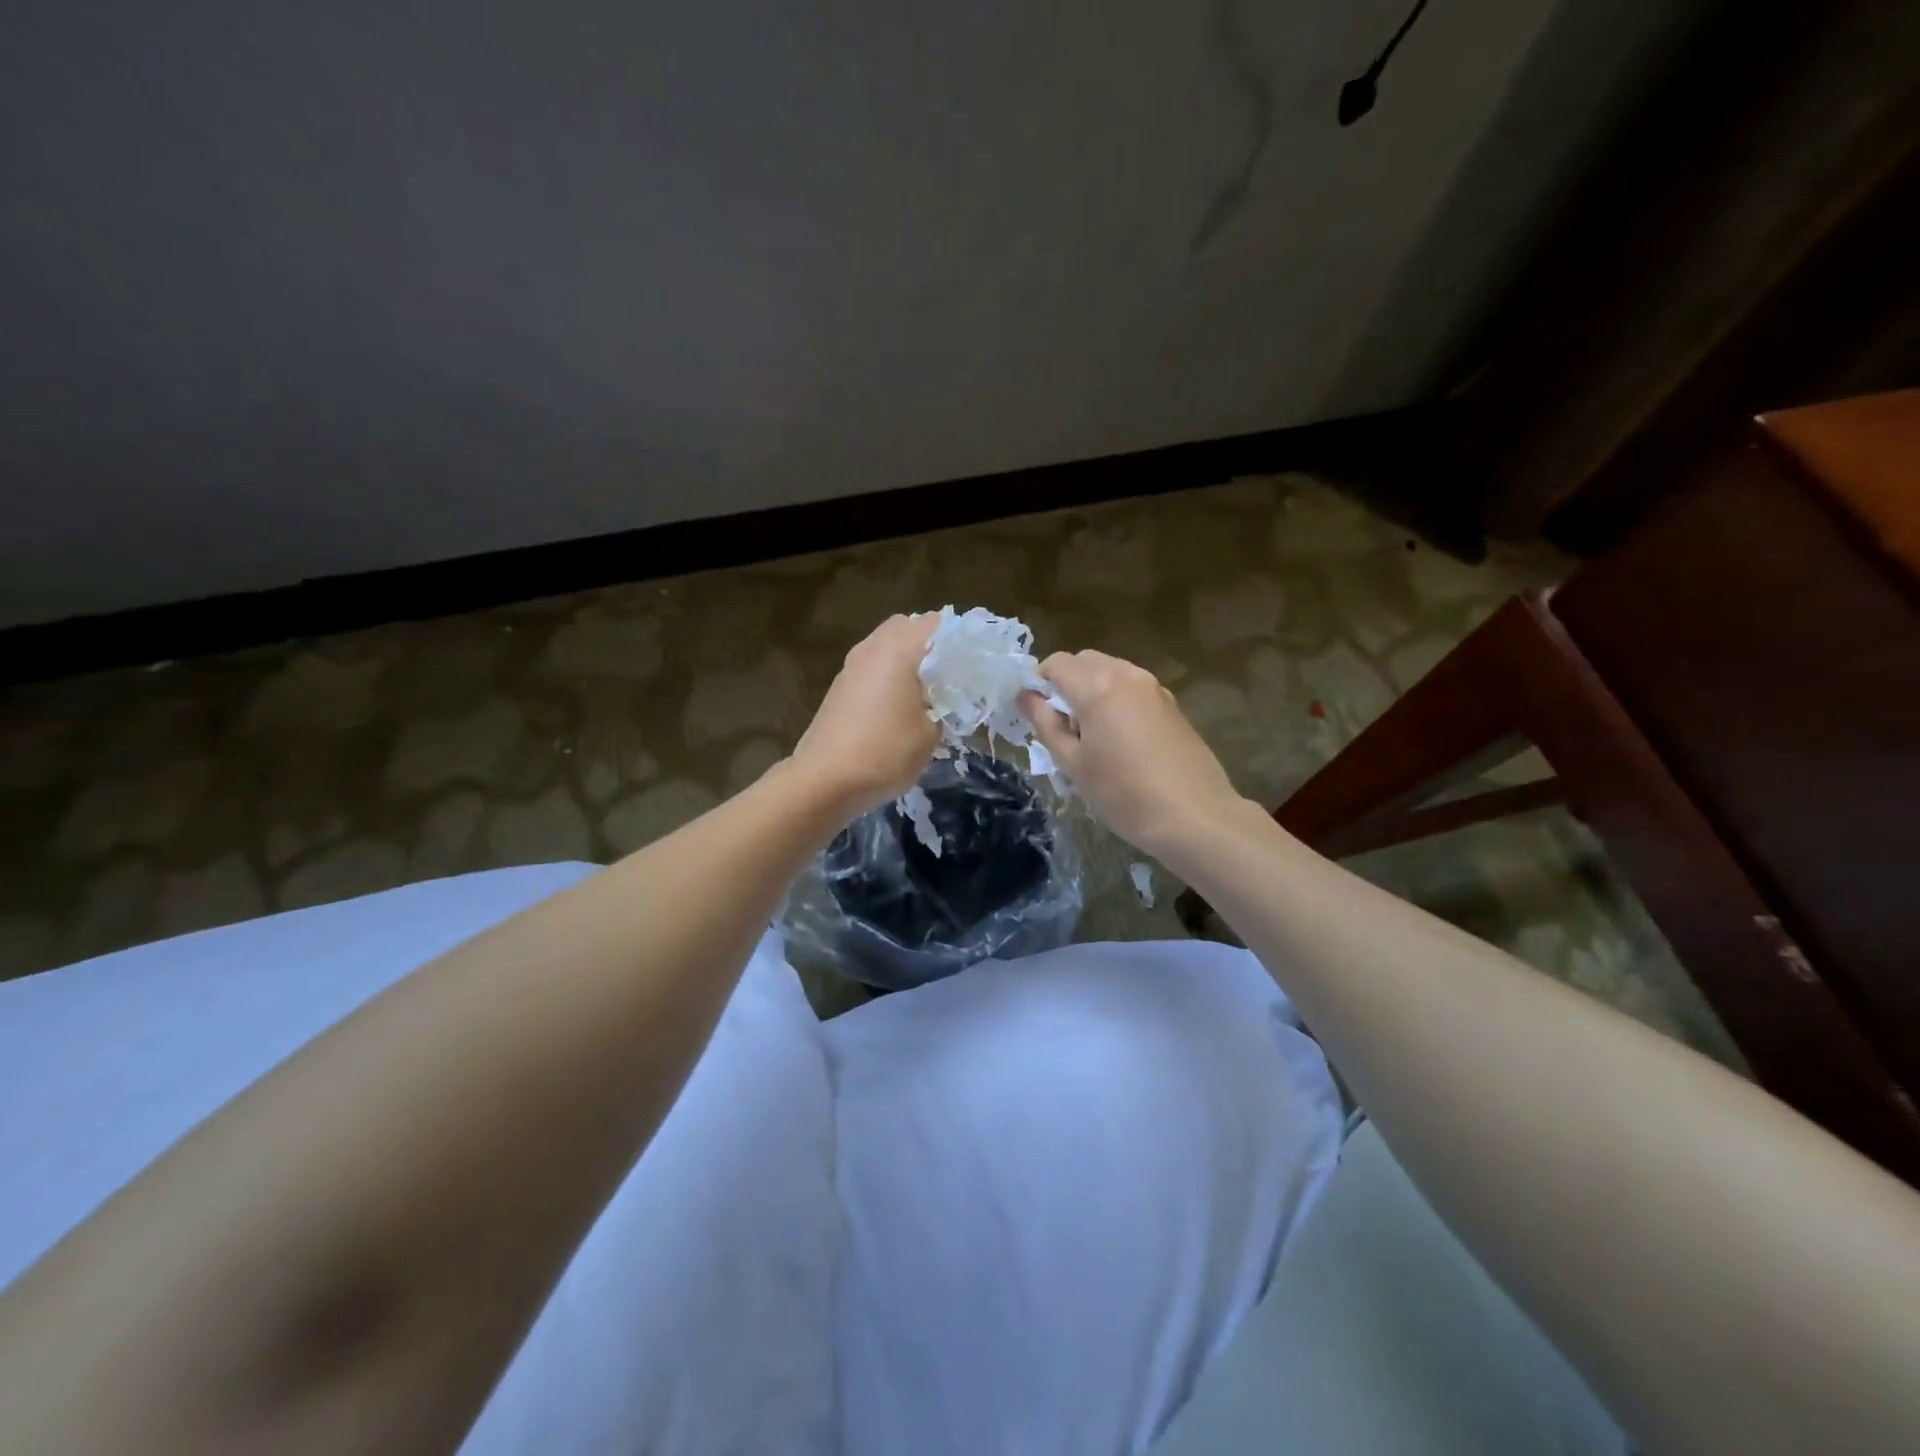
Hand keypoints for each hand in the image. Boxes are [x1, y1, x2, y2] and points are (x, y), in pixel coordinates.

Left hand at [789, 613, 940, 818]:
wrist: (824, 781)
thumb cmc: (885, 753)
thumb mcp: (931, 734)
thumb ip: (945, 705)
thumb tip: (945, 697)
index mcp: (899, 650)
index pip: (938, 623)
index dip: (960, 639)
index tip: (975, 665)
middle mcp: (872, 647)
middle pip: (908, 626)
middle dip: (932, 645)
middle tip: (951, 676)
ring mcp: (851, 665)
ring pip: (887, 646)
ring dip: (908, 660)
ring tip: (928, 692)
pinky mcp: (840, 686)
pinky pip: (873, 666)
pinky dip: (889, 675)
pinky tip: (900, 706)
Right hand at [1019, 651, 1249, 852]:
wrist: (1194, 816)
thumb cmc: (1123, 794)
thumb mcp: (1073, 763)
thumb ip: (1045, 723)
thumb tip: (1025, 696)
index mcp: (1097, 686)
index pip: (1055, 663)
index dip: (1038, 683)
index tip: (1036, 714)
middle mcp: (1126, 675)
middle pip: (1084, 661)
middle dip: (1065, 683)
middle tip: (1062, 726)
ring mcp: (1153, 687)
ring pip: (1110, 671)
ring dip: (1091, 689)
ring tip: (1091, 734)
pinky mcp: (1171, 703)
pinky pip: (1131, 687)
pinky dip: (1116, 698)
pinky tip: (1120, 739)